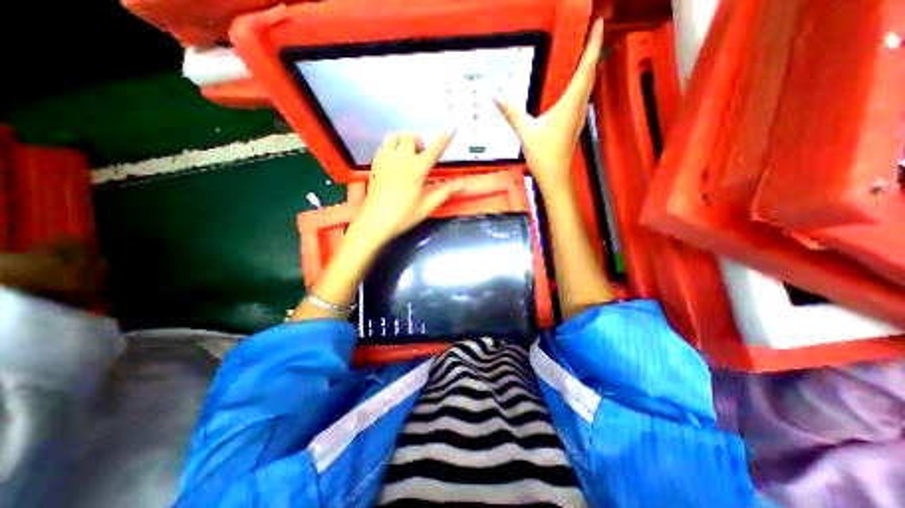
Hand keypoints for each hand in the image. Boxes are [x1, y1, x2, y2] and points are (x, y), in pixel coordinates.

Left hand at [352, 132, 459, 248]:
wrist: (375, 221)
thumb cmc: (404, 215)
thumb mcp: (427, 206)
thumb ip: (445, 193)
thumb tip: (461, 185)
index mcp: (418, 168)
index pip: (434, 149)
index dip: (443, 140)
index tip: (448, 132)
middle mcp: (401, 158)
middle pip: (410, 136)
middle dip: (418, 141)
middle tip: (421, 153)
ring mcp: (385, 160)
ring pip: (393, 137)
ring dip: (402, 141)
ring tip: (406, 153)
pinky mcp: (375, 165)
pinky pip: (382, 147)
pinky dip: (390, 148)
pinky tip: (392, 161)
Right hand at [493, 18, 599, 194]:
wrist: (555, 176)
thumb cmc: (544, 156)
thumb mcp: (526, 132)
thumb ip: (512, 113)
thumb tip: (497, 95)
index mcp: (569, 104)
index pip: (585, 68)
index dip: (593, 44)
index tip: (599, 23)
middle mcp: (578, 107)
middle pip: (590, 75)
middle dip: (592, 52)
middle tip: (591, 35)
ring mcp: (578, 117)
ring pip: (588, 87)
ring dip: (588, 69)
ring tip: (584, 55)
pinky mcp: (574, 125)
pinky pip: (581, 98)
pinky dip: (581, 85)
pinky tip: (572, 88)